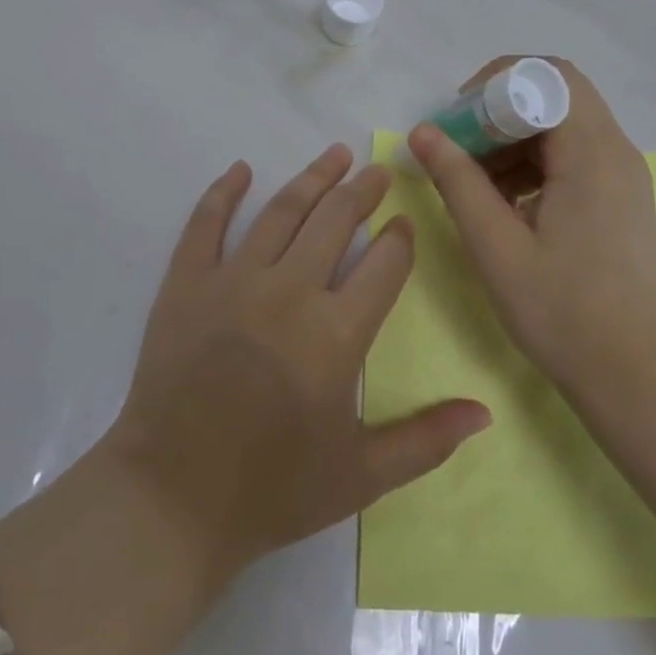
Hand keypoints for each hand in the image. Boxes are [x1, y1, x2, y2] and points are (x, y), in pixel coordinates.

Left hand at [108, 145, 492, 579]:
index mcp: (337, 332)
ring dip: (311, 179)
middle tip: (378, 169)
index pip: (384, 265)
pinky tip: (241, 170)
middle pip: (336, 221)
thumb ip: (427, 440)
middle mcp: (290, 291)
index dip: (400, 239)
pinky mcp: (186, 284)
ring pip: (281, 212)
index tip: (405, 223)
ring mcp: (233, 281)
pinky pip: (206, 224)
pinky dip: (224, 192)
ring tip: (333, 154)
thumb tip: (484, 413)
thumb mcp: (362, 475)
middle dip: (363, 191)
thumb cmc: (272, 489)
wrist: (171, 499)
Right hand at [407, 58, 655, 399]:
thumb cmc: (565, 312)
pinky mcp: (620, 201)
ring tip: (474, 184)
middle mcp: (615, 151)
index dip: (497, 83)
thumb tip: (423, 132)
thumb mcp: (497, 246)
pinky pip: (573, 158)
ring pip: (562, 128)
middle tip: (458, 149)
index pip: (549, 75)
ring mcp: (623, 177)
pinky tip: (505, 205)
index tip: (458, 119)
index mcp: (592, 152)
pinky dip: (534, 165)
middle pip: (555, 97)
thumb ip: (458, 181)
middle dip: (499, 112)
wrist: (640, 377)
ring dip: (513, 141)